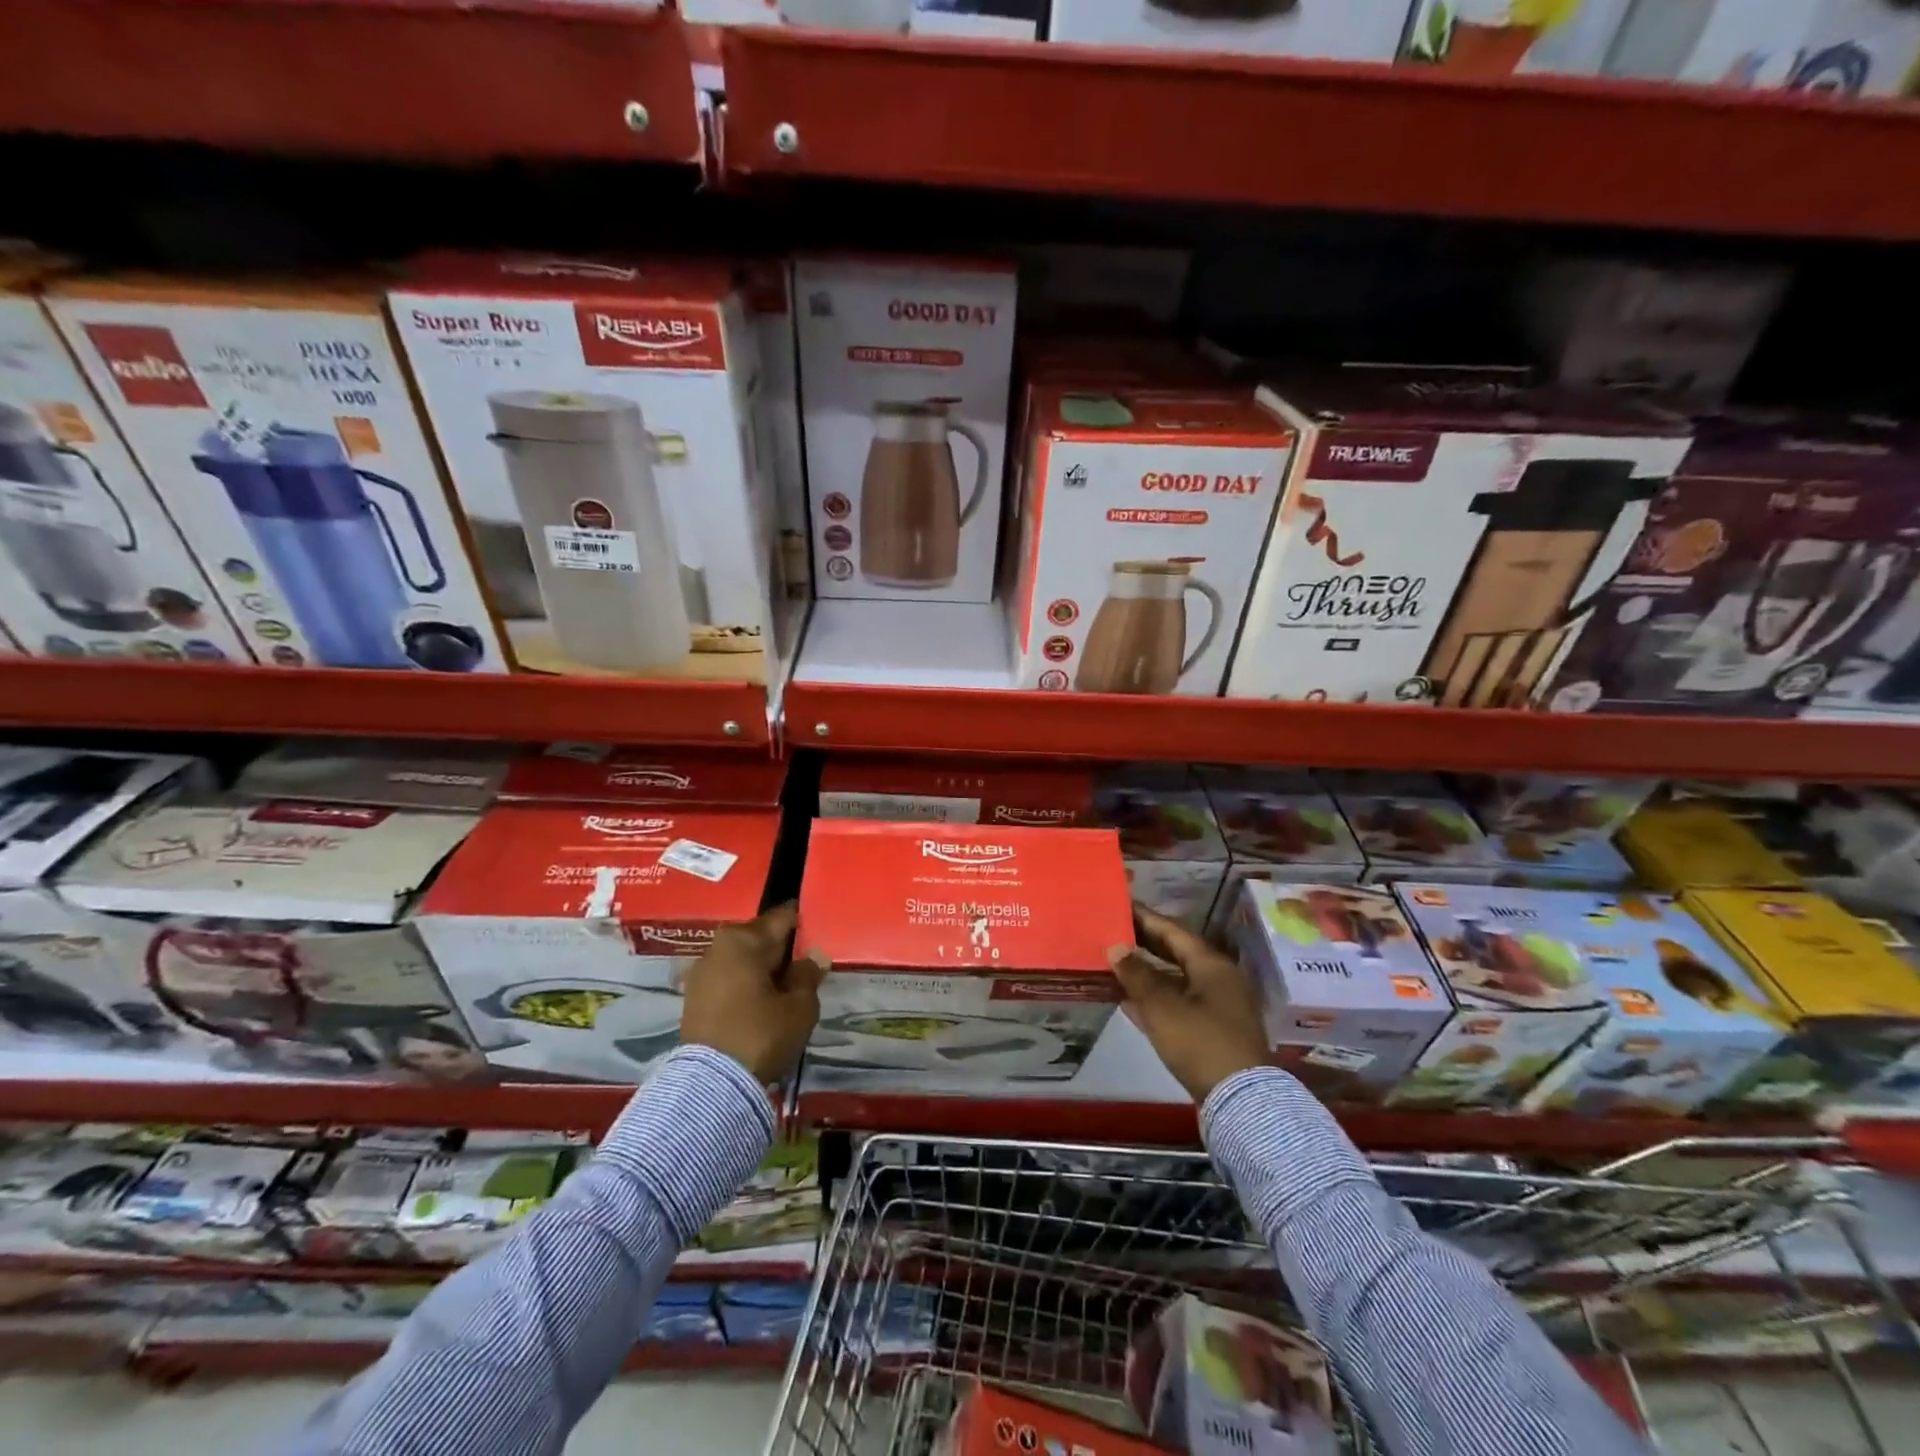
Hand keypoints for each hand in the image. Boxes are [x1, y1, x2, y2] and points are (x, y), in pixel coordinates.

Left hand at [680, 902, 826, 1083]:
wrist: (711, 1084)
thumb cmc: (761, 1034)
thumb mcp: (799, 1006)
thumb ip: (808, 975)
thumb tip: (813, 956)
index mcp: (744, 939)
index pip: (783, 918)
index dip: (805, 923)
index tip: (821, 933)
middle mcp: (718, 947)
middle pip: (760, 938)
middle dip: (783, 950)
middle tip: (806, 967)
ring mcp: (701, 973)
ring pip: (743, 960)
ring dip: (763, 970)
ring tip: (786, 989)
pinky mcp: (693, 999)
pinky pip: (729, 980)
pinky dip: (746, 986)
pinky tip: (762, 1004)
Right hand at [1108, 905, 1269, 1103]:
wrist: (1241, 1101)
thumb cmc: (1200, 1042)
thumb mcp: (1162, 1007)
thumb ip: (1136, 974)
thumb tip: (1116, 948)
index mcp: (1211, 964)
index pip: (1172, 930)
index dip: (1144, 918)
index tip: (1119, 906)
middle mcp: (1219, 979)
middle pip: (1176, 953)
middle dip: (1144, 944)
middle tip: (1112, 932)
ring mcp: (1219, 1007)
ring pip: (1176, 980)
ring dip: (1147, 973)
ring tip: (1114, 963)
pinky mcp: (1213, 1032)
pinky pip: (1179, 1004)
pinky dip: (1155, 999)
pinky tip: (1129, 1000)